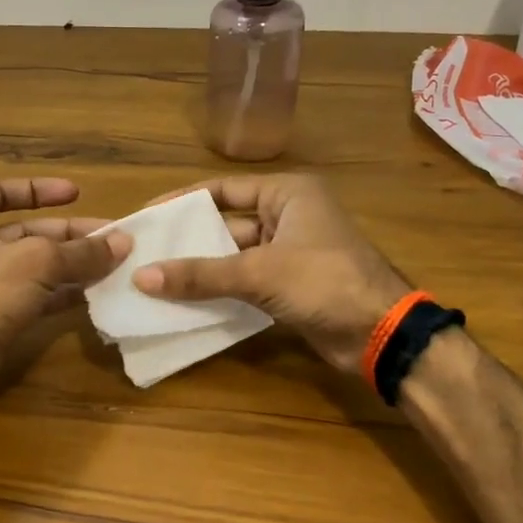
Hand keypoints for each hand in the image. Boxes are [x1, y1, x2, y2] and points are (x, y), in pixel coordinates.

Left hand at [0, 178, 129, 379]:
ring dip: (69, 265)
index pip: (1, 191)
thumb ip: (81, 251)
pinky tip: (92, 293)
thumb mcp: (38, 261)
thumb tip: (123, 242)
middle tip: (111, 239)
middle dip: (68, 235)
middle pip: (23, 231)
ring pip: (30, 266)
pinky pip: (29, 295)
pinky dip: (58, 292)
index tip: (76, 194)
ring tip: (111, 265)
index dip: (40, 190)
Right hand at [131, 174, 410, 373]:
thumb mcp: (259, 272)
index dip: (182, 201)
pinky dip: (218, 290)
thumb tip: (141, 278)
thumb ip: (200, 274)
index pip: (222, 189)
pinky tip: (183, 301)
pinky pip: (243, 281)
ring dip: (199, 269)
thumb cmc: (324, 281)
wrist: (381, 334)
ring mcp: (289, 252)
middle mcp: (287, 215)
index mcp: (287, 193)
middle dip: (187, 240)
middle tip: (142, 251)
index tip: (146, 216)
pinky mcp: (288, 285)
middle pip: (225, 223)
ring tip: (151, 278)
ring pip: (232, 256)